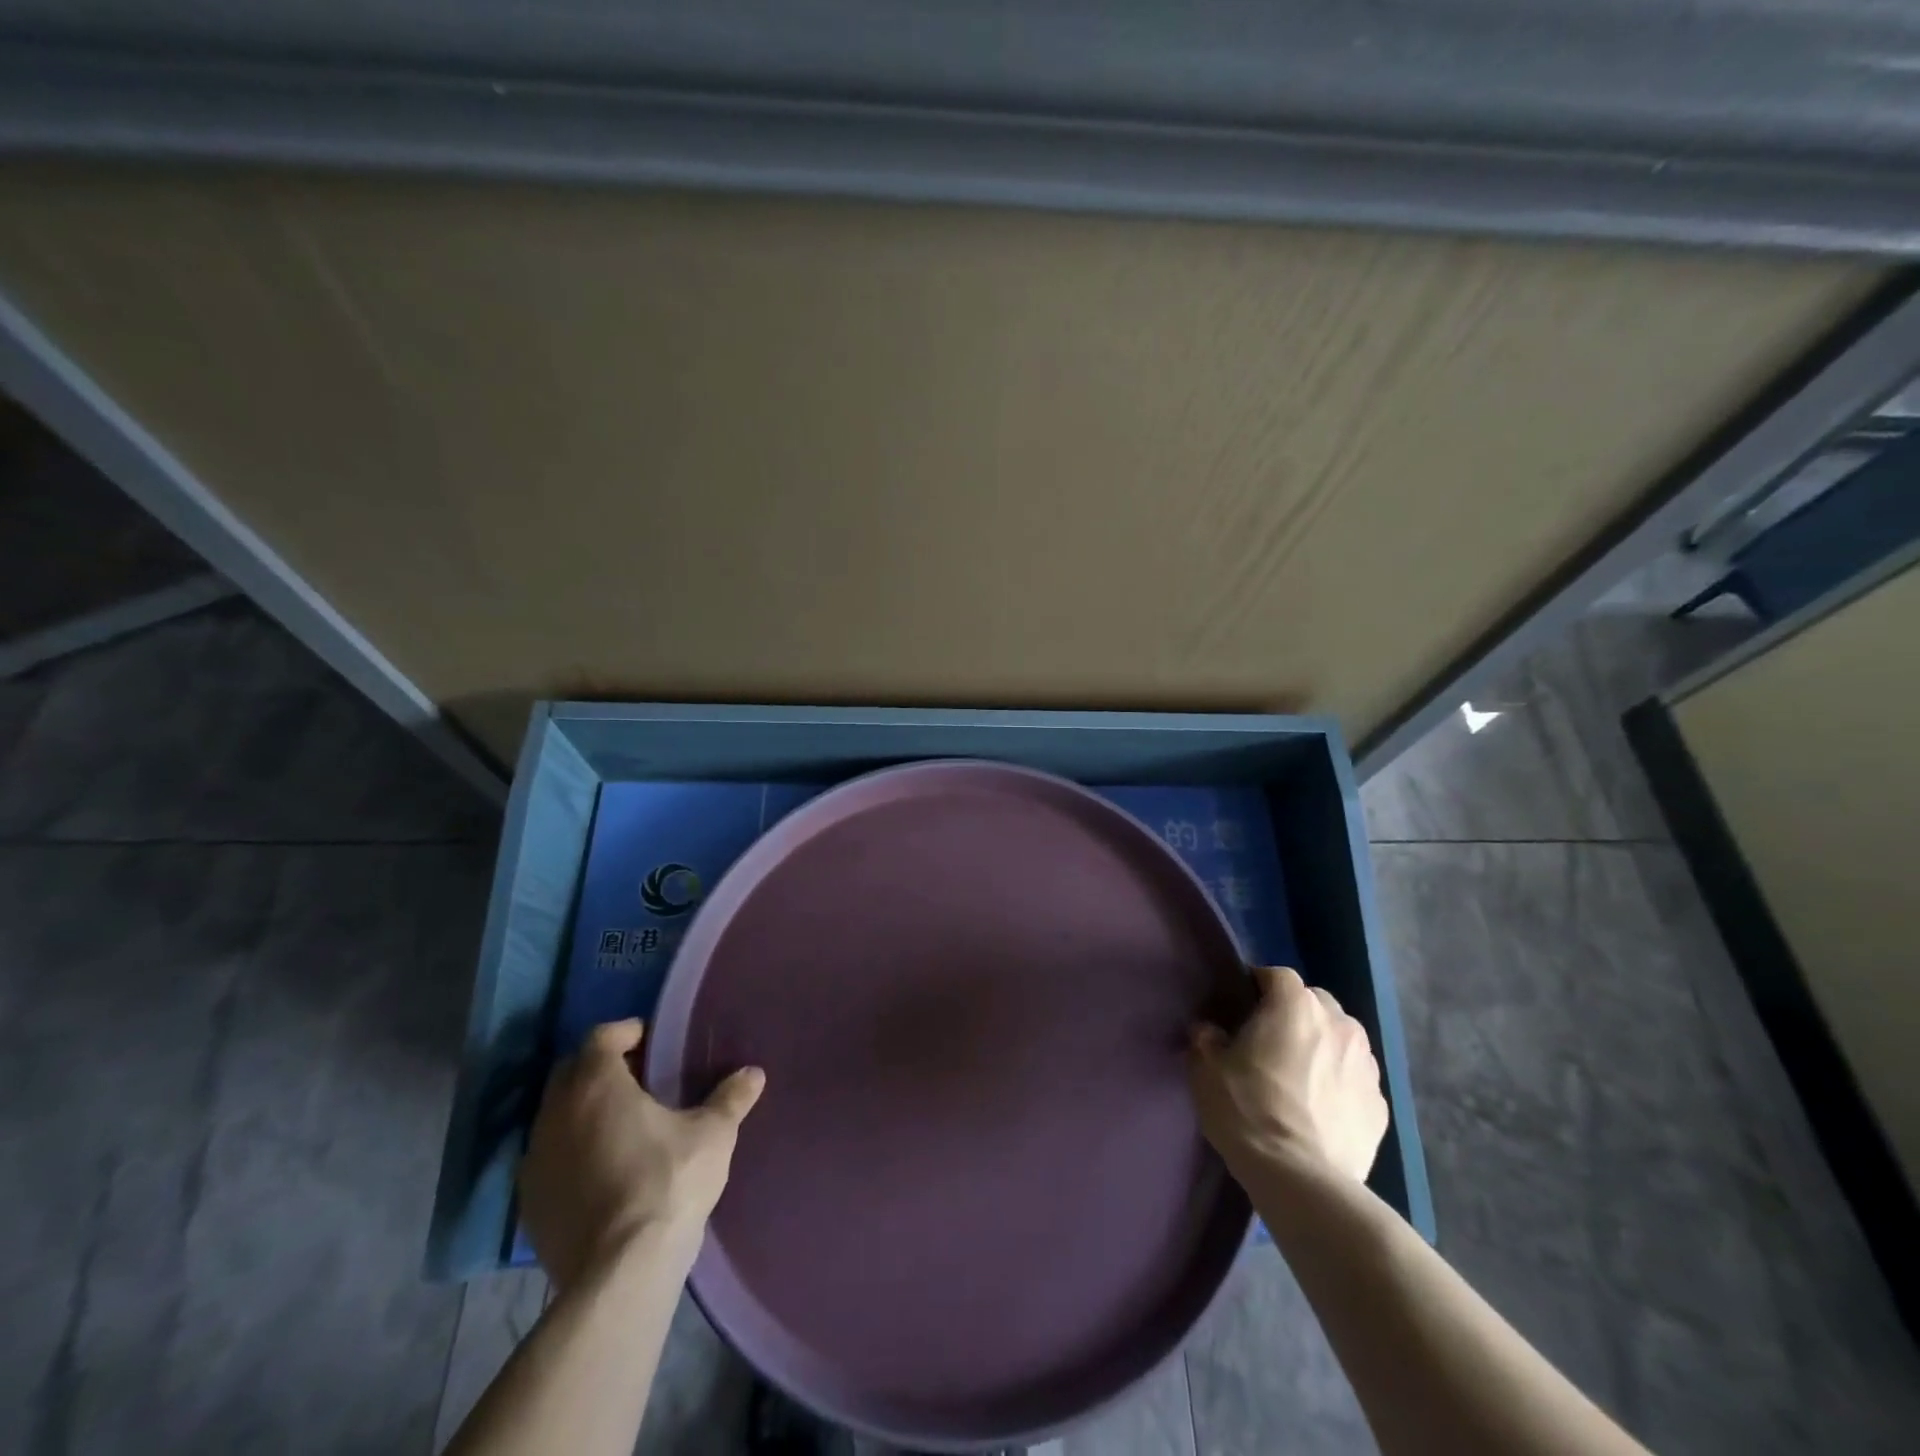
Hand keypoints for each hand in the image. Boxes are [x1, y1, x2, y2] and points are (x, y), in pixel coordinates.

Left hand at [518, 1019, 765, 1289]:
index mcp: (597, 1085)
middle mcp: (556, 1114)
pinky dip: (571, 1151)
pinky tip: (602, 1170)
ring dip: (583, 1110)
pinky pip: (549, 1159)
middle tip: (640, 1078)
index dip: (626, 1033)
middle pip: (571, 1072)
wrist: (621, 1272)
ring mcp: (536, 1161)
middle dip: (602, 1067)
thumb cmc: (668, 1183)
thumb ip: (730, 1098)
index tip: (652, 1041)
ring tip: (622, 1125)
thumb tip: (753, 1074)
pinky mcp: (529, 1203)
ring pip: (556, 1116)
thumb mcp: (713, 1134)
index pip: (601, 1037)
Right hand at [1189, 966, 1387, 1184]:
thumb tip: (1211, 1031)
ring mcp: (1366, 1066)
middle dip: (1294, 1015)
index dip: (1256, 987)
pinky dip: (1340, 1084)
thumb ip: (1206, 1038)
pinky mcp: (1381, 1106)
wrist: (1301, 1179)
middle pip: (1314, 1003)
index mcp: (1295, 1005)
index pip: (1275, 975)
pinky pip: (1355, 1080)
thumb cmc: (1248, 1110)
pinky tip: (1320, 1110)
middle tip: (1270, 1044)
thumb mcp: (1206, 1069)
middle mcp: (1338, 1023)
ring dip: (1322, 1048)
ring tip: (1299, 1078)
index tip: (1240, 1010)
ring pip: (1341, 1040)